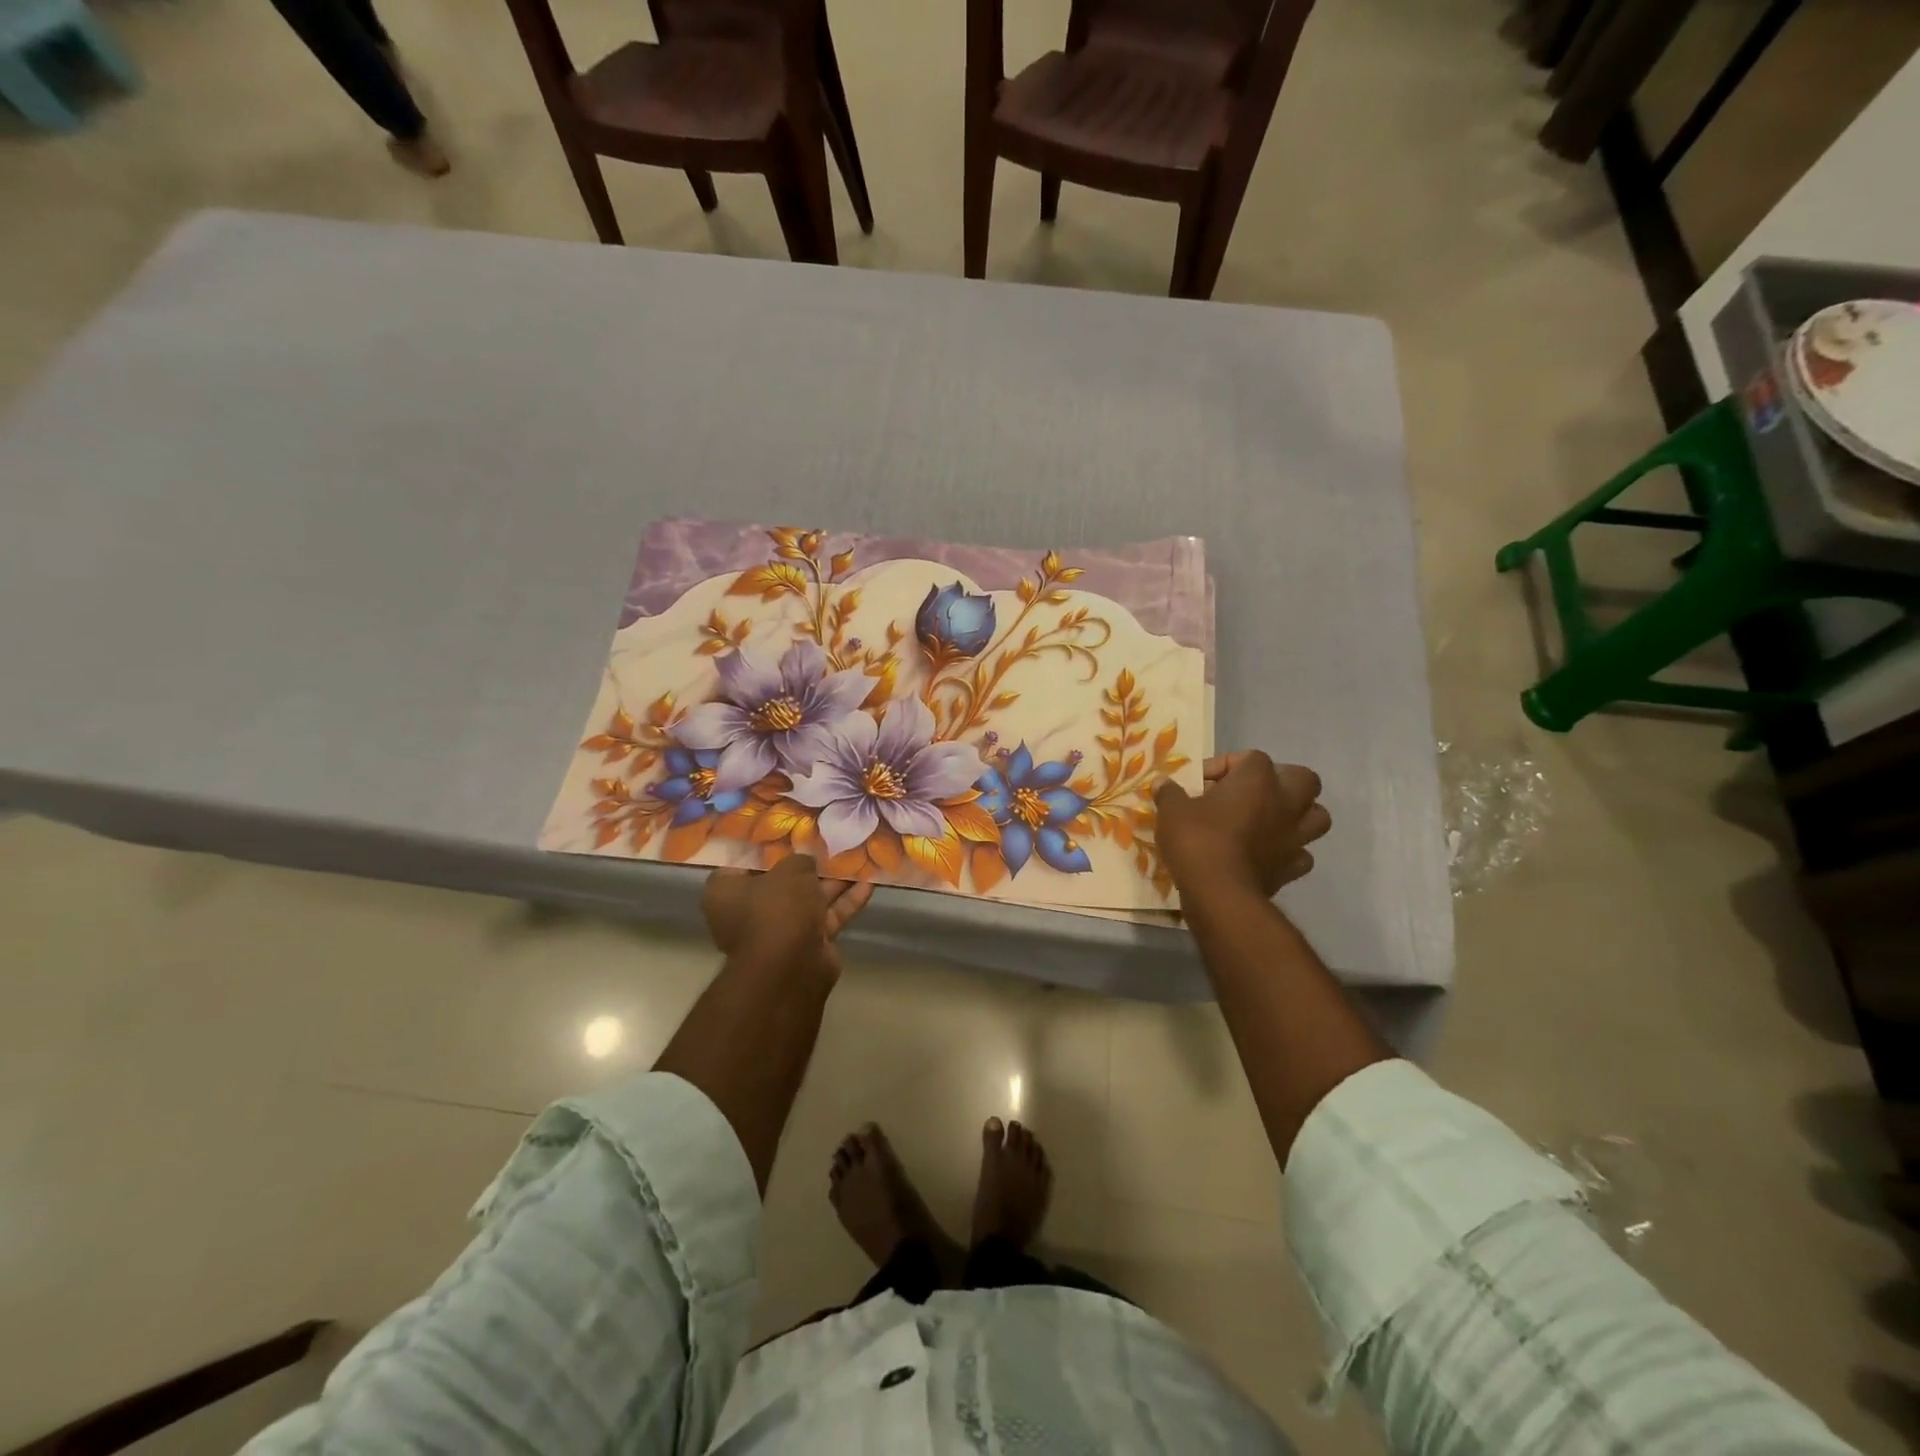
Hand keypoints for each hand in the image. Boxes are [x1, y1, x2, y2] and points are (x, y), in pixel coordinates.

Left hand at [701, 855, 873, 977]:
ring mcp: (779, 931)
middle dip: (807, 866)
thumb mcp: (790, 870)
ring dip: (833, 882)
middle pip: (780, 882)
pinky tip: (869, 884)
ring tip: (858, 859)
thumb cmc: (777, 908)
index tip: (789, 833)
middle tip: (829, 844)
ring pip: (808, 900)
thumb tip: (806, 861)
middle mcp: (748, 912)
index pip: (743, 863)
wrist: (792, 966)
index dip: (767, 847)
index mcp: (726, 892)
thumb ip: (800, 860)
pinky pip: (826, 917)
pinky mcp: (806, 944)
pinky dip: (845, 902)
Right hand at [1154, 751, 1330, 899]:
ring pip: (1317, 816)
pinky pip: (1301, 854)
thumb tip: (1162, 782)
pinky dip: (1289, 852)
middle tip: (1252, 793)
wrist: (1219, 892)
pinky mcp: (1293, 868)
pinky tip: (1269, 854)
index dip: (1225, 766)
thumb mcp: (1172, 811)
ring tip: (1269, 821)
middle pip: (1303, 778)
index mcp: (1258, 779)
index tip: (1201, 782)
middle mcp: (1285, 802)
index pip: (1250, 757)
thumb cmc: (1197, 840)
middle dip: (1283, 781)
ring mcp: (1295, 837)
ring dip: (1298, 816)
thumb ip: (1170, 792)